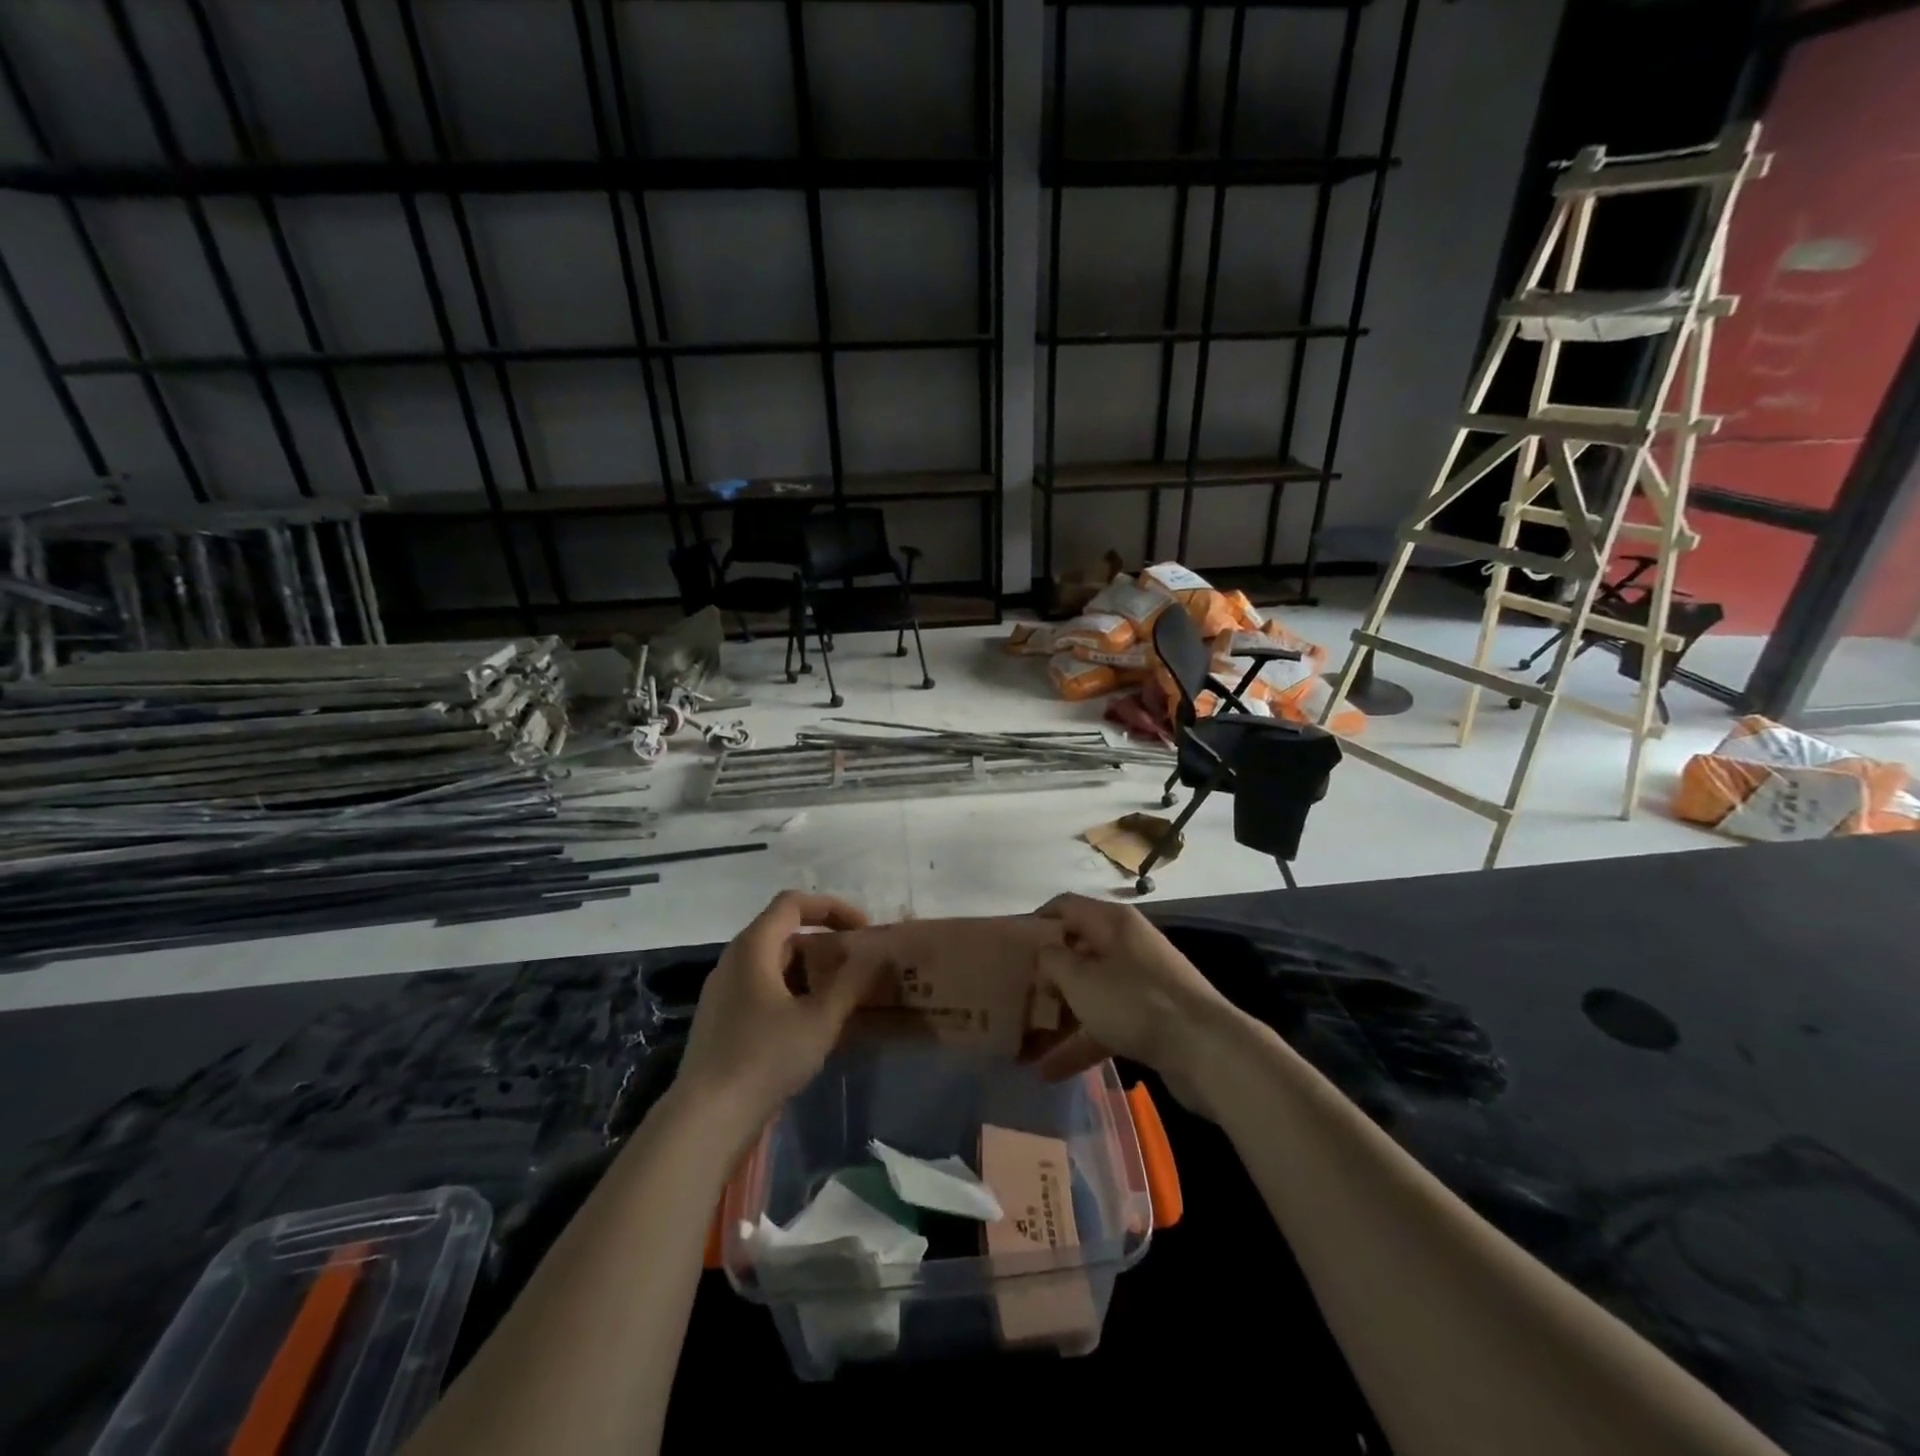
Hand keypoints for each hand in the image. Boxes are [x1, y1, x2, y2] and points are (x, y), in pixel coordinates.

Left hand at [675, 891, 877, 1128]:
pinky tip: (811, 1022)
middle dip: (824, 943)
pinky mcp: (722, 1019)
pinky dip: (792, 991)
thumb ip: (852, 982)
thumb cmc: (765, 1057)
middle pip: (784, 932)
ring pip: (774, 963)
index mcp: (753, 946)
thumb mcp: (819, 1019)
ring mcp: (724, 990)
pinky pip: (762, 988)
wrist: (706, 1118)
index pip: (793, 903)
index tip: (863, 929)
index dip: (831, 908)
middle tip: (857, 964)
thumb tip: (878, 954)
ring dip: (810, 970)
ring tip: (841, 994)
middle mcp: (734, 959)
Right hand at [1031, 893, 1245, 1115]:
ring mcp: (1141, 982)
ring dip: (1061, 1015)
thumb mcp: (1081, 978)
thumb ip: (1053, 960)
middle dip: (1047, 973)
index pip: (1066, 906)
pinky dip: (1082, 1041)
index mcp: (1112, 923)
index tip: (1009, 946)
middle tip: (1016, 994)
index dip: (1036, 921)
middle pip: (1078, 950)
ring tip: (1026, 1041)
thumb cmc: (1134, 1001)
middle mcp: (1127, 945)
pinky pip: (1107, 1022)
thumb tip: (1045, 953)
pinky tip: (1052, 1071)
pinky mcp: (1151, 1017)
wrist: (1206, 1049)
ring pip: (1091, 991)